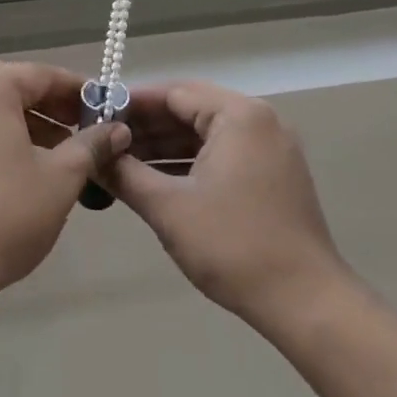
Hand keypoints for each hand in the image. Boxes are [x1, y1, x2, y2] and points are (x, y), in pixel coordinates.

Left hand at [0, 62, 129, 309]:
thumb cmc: (6, 212)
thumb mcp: (61, 177)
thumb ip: (91, 146)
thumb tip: (117, 130)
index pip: (41, 74)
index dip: (77, 90)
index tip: (106, 109)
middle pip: (13, 88)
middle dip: (52, 107)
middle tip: (86, 130)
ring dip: (28, 125)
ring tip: (61, 154)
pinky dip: (1, 140)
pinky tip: (24, 170)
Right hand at [103, 81, 353, 328]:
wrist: (305, 303)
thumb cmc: (233, 246)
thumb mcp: (167, 207)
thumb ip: (124, 173)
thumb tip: (91, 156)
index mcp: (239, 115)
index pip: (173, 93)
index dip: (130, 104)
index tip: (94, 116)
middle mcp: (259, 121)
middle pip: (190, 109)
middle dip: (145, 126)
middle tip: (102, 141)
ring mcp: (270, 148)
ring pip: (205, 133)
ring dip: (164, 146)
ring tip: (120, 162)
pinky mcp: (273, 174)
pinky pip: (222, 153)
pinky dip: (189, 162)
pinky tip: (155, 179)